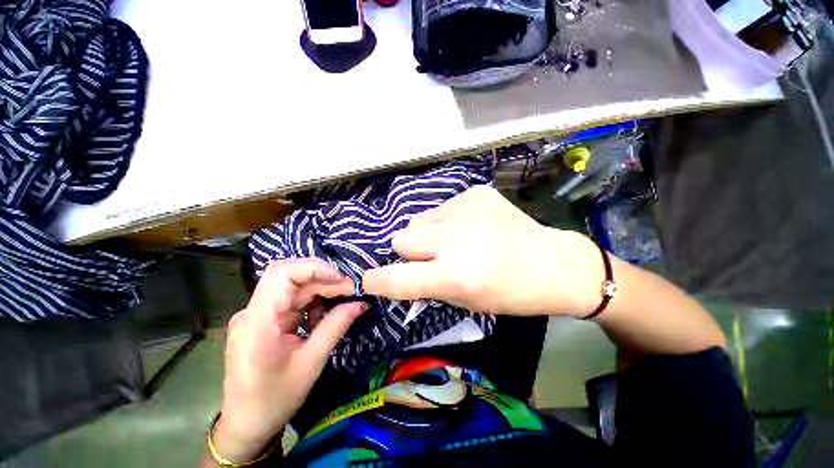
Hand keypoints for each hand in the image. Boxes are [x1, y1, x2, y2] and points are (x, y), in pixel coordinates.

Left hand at [212, 259, 366, 463]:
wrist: (246, 426)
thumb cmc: (274, 399)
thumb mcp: (310, 363)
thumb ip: (335, 326)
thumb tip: (361, 303)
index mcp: (257, 321)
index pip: (282, 273)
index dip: (314, 268)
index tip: (342, 280)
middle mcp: (254, 311)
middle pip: (291, 278)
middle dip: (324, 280)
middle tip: (351, 290)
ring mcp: (258, 315)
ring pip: (294, 287)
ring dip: (321, 289)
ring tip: (344, 299)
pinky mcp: (265, 321)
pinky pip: (292, 301)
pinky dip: (312, 301)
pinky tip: (324, 313)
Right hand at [363, 186, 603, 316]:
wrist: (553, 263)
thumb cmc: (511, 294)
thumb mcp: (466, 302)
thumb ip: (429, 286)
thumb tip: (401, 274)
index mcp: (453, 274)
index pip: (397, 277)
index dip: (378, 281)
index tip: (370, 280)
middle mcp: (453, 240)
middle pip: (401, 237)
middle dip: (409, 250)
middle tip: (431, 256)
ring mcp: (464, 210)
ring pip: (419, 219)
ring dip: (429, 233)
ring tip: (455, 239)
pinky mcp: (475, 194)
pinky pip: (444, 208)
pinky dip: (450, 219)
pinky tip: (474, 226)